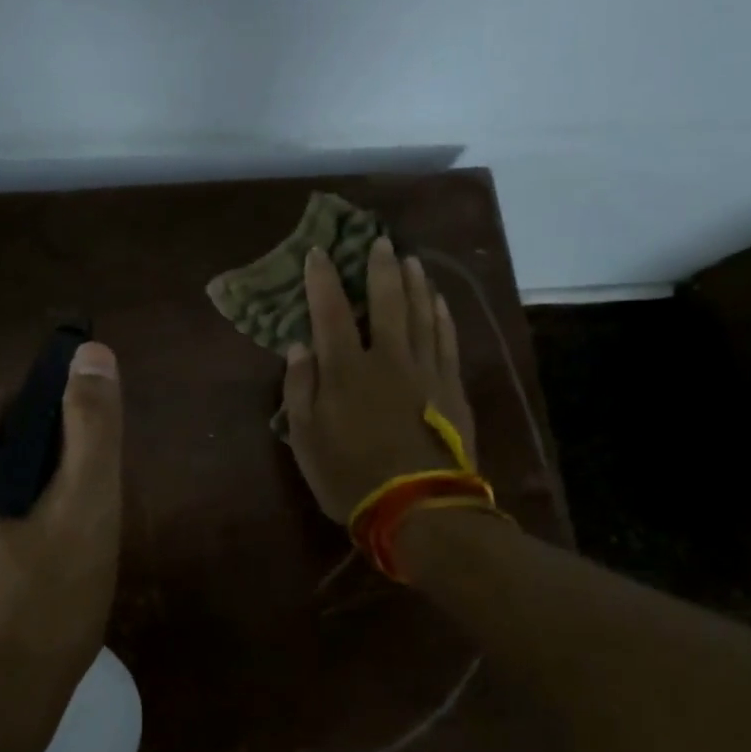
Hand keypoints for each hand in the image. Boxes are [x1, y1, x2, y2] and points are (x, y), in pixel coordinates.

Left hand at [0, 343, 122, 751]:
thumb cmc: (37, 614)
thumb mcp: (84, 511)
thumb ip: (91, 425)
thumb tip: (92, 352)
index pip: (8, 405)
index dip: (56, 428)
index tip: (84, 473)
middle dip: (33, 472)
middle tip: (73, 525)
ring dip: (8, 509)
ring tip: (48, 562)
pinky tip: (10, 591)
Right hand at [282, 237, 475, 522]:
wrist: (419, 509)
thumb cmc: (351, 477)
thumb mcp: (306, 440)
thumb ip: (300, 389)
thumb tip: (299, 346)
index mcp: (346, 370)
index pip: (330, 311)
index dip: (323, 279)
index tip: (319, 252)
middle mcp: (387, 358)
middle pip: (385, 302)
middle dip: (380, 268)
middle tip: (379, 241)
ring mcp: (425, 369)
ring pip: (421, 313)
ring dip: (415, 283)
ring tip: (411, 260)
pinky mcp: (451, 386)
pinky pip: (447, 339)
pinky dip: (442, 315)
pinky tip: (439, 301)